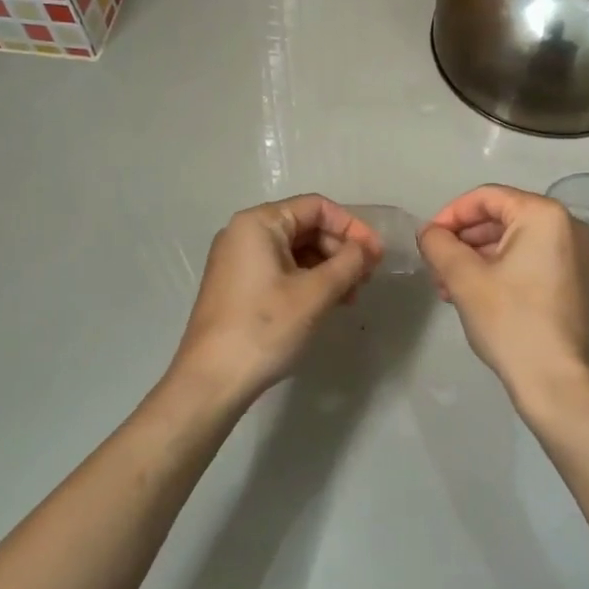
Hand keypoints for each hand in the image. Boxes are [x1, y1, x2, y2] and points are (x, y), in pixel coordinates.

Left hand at [166, 195, 381, 409]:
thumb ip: (349, 263)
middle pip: (306, 227)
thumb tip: (367, 249)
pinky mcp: (238, 285)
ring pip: (296, 251)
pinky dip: (309, 281)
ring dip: (328, 268)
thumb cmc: (264, 328)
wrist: (211, 380)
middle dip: (341, 250)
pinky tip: (327, 304)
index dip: (352, 227)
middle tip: (366, 279)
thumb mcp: (315, 293)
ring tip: (351, 297)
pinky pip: (282, 270)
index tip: (376, 254)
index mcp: (259, 223)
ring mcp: (238, 260)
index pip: (317, 207)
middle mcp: (244, 233)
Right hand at [419, 186, 588, 421]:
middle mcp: (568, 227)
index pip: (487, 198)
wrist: (555, 383)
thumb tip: (429, 232)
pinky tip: (474, 294)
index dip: (450, 214)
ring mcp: (577, 256)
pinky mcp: (576, 282)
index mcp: (545, 215)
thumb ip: (439, 244)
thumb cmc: (510, 322)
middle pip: (502, 218)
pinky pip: (531, 261)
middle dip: (463, 240)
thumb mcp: (464, 278)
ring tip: (447, 286)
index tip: (427, 239)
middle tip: (435, 266)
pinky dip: (501, 270)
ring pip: (514, 242)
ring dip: (477, 258)